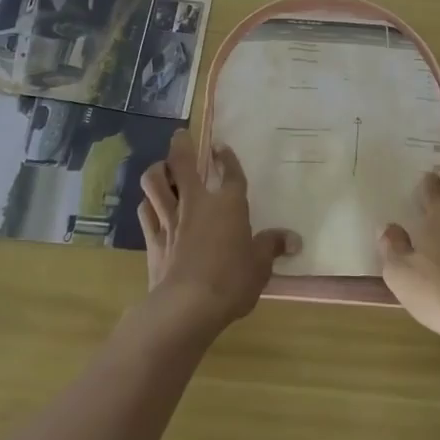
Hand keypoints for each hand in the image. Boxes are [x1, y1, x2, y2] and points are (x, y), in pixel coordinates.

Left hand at [139, 131, 299, 335]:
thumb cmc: (231, 280)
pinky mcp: (153, 238)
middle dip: (181, 145)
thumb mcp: (260, 266)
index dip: (226, 157)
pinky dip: (147, 204)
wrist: (188, 304)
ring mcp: (170, 218)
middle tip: (180, 135)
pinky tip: (149, 205)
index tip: (220, 146)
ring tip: (160, 168)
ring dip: (156, 171)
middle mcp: (196, 202)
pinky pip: (145, 211)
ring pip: (154, 182)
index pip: (230, 172)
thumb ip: (272, 246)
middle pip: (182, 162)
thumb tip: (295, 239)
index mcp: (228, 204)